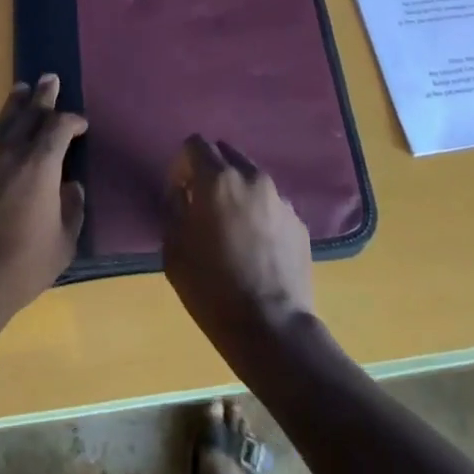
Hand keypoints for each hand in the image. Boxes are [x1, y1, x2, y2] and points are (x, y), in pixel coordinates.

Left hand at [0, 76, 86, 323]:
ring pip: (2, 123)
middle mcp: (11, 152)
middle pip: (29, 113)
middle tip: (50, 77)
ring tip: (21, 90)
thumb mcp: (63, 243)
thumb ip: (72, 209)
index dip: (72, 121)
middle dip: (43, 96)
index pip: (59, 127)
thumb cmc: (22, 266)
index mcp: (40, 164)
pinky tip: (0, 133)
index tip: (81, 124)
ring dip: (15, 105)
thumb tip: (71, 187)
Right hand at [162, 136, 315, 359]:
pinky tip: (255, 246)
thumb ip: (175, 208)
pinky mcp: (299, 222)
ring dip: (237, 191)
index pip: (195, 144)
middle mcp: (252, 178)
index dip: (182, 164)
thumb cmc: (212, 288)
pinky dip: (259, 213)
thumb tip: (183, 194)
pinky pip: (271, 204)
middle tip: (202, 204)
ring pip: (252, 178)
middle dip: (211, 171)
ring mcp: (280, 199)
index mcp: (218, 179)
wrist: (271, 329)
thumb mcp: (174, 249)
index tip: (178, 191)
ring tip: (232, 227)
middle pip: (227, 154)